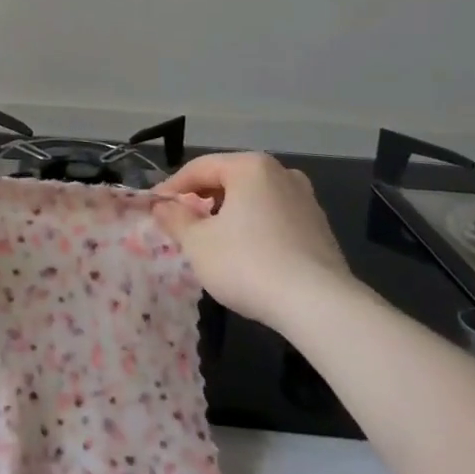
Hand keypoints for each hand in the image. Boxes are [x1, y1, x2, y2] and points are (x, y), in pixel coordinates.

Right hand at [153, 153, 354, 327]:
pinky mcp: (320, 229)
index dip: (172, 187)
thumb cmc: (248, 263)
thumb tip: (162, 206)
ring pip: (253, 199)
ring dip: (229, 214)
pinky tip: (246, 255)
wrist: (320, 306)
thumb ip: (175, 219)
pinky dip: (254, 228)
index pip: (199, 168)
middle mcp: (281, 173)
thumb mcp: (197, 243)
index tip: (154, 207)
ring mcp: (306, 200)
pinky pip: (275, 218)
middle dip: (202, 200)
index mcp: (250, 167)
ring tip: (212, 240)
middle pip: (229, 180)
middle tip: (181, 223)